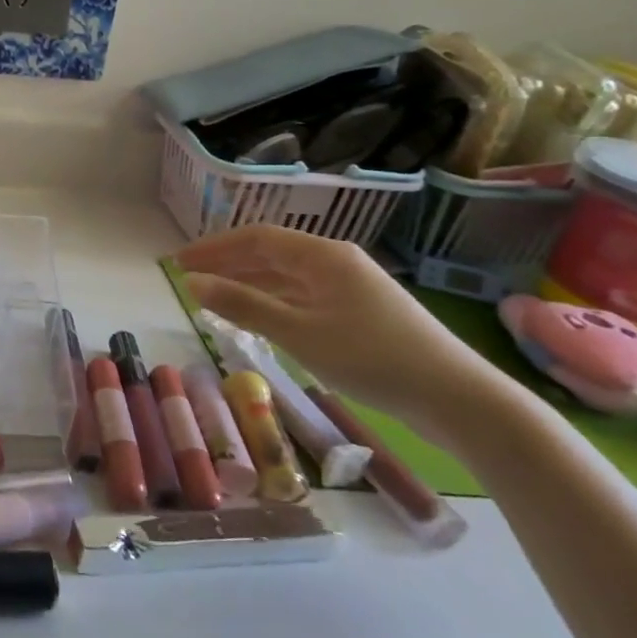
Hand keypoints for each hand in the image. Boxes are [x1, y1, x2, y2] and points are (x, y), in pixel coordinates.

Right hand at [176, 225, 505, 441]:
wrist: (459, 399)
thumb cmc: (372, 359)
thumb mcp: (298, 333)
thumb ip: (243, 305)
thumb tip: (193, 282)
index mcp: (323, 255)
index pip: (255, 238)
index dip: (212, 247)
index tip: (177, 263)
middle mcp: (337, 262)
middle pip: (271, 253)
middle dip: (227, 263)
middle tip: (188, 278)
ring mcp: (352, 287)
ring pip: (287, 276)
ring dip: (248, 282)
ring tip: (213, 295)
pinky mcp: (363, 313)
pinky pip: (304, 296)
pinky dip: (274, 301)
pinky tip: (259, 316)